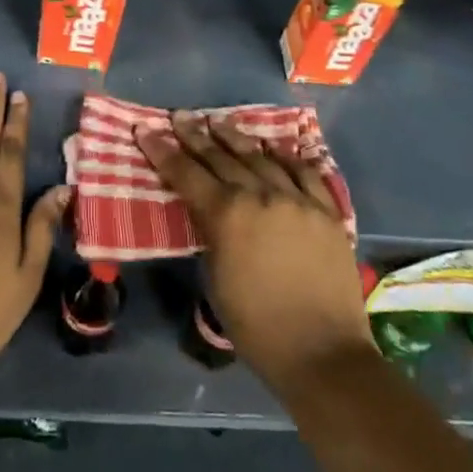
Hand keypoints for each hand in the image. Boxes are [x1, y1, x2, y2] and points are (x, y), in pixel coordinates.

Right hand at [139, 111, 375, 396]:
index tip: (146, 130)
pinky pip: (305, 172)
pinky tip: (275, 147)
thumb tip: (207, 211)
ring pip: (261, 157)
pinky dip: (286, 157)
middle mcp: (260, 195)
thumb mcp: (217, 280)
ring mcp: (297, 199)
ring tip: (220, 122)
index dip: (163, 151)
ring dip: (236, 138)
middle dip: (196, 135)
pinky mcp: (326, 210)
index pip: (186, 173)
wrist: (324, 354)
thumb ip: (210, 234)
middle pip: (221, 157)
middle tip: (180, 117)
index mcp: (227, 215)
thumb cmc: (258, 327)